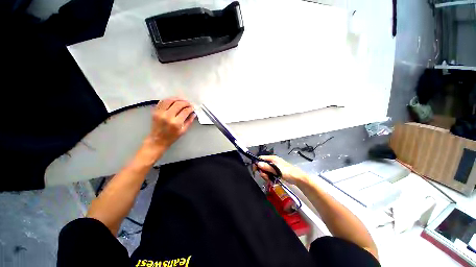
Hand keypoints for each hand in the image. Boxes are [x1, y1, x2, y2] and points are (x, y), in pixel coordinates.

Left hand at [145, 97, 195, 151]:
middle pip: (178, 104)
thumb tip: (194, 113)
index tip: (193, 108)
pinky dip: (169, 99)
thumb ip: (189, 121)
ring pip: (169, 100)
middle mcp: (167, 116)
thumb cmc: (172, 137)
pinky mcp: (155, 111)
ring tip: (182, 100)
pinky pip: (162, 101)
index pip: (185, 111)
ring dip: (177, 98)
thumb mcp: (183, 131)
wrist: (157, 140)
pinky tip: (174, 100)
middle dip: (185, 102)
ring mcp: (160, 113)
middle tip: (189, 103)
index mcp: (176, 123)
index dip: (190, 108)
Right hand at [254, 156, 308, 185]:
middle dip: (262, 171)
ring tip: (269, 179)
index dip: (257, 163)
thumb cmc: (288, 172)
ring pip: (265, 170)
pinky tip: (271, 180)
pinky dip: (269, 177)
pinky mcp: (276, 171)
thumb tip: (258, 163)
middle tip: (265, 177)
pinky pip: (269, 173)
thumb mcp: (277, 169)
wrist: (298, 178)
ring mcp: (274, 166)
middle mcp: (272, 161)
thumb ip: (267, 167)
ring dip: (265, 175)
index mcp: (272, 158)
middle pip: (262, 165)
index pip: (261, 158)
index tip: (255, 170)